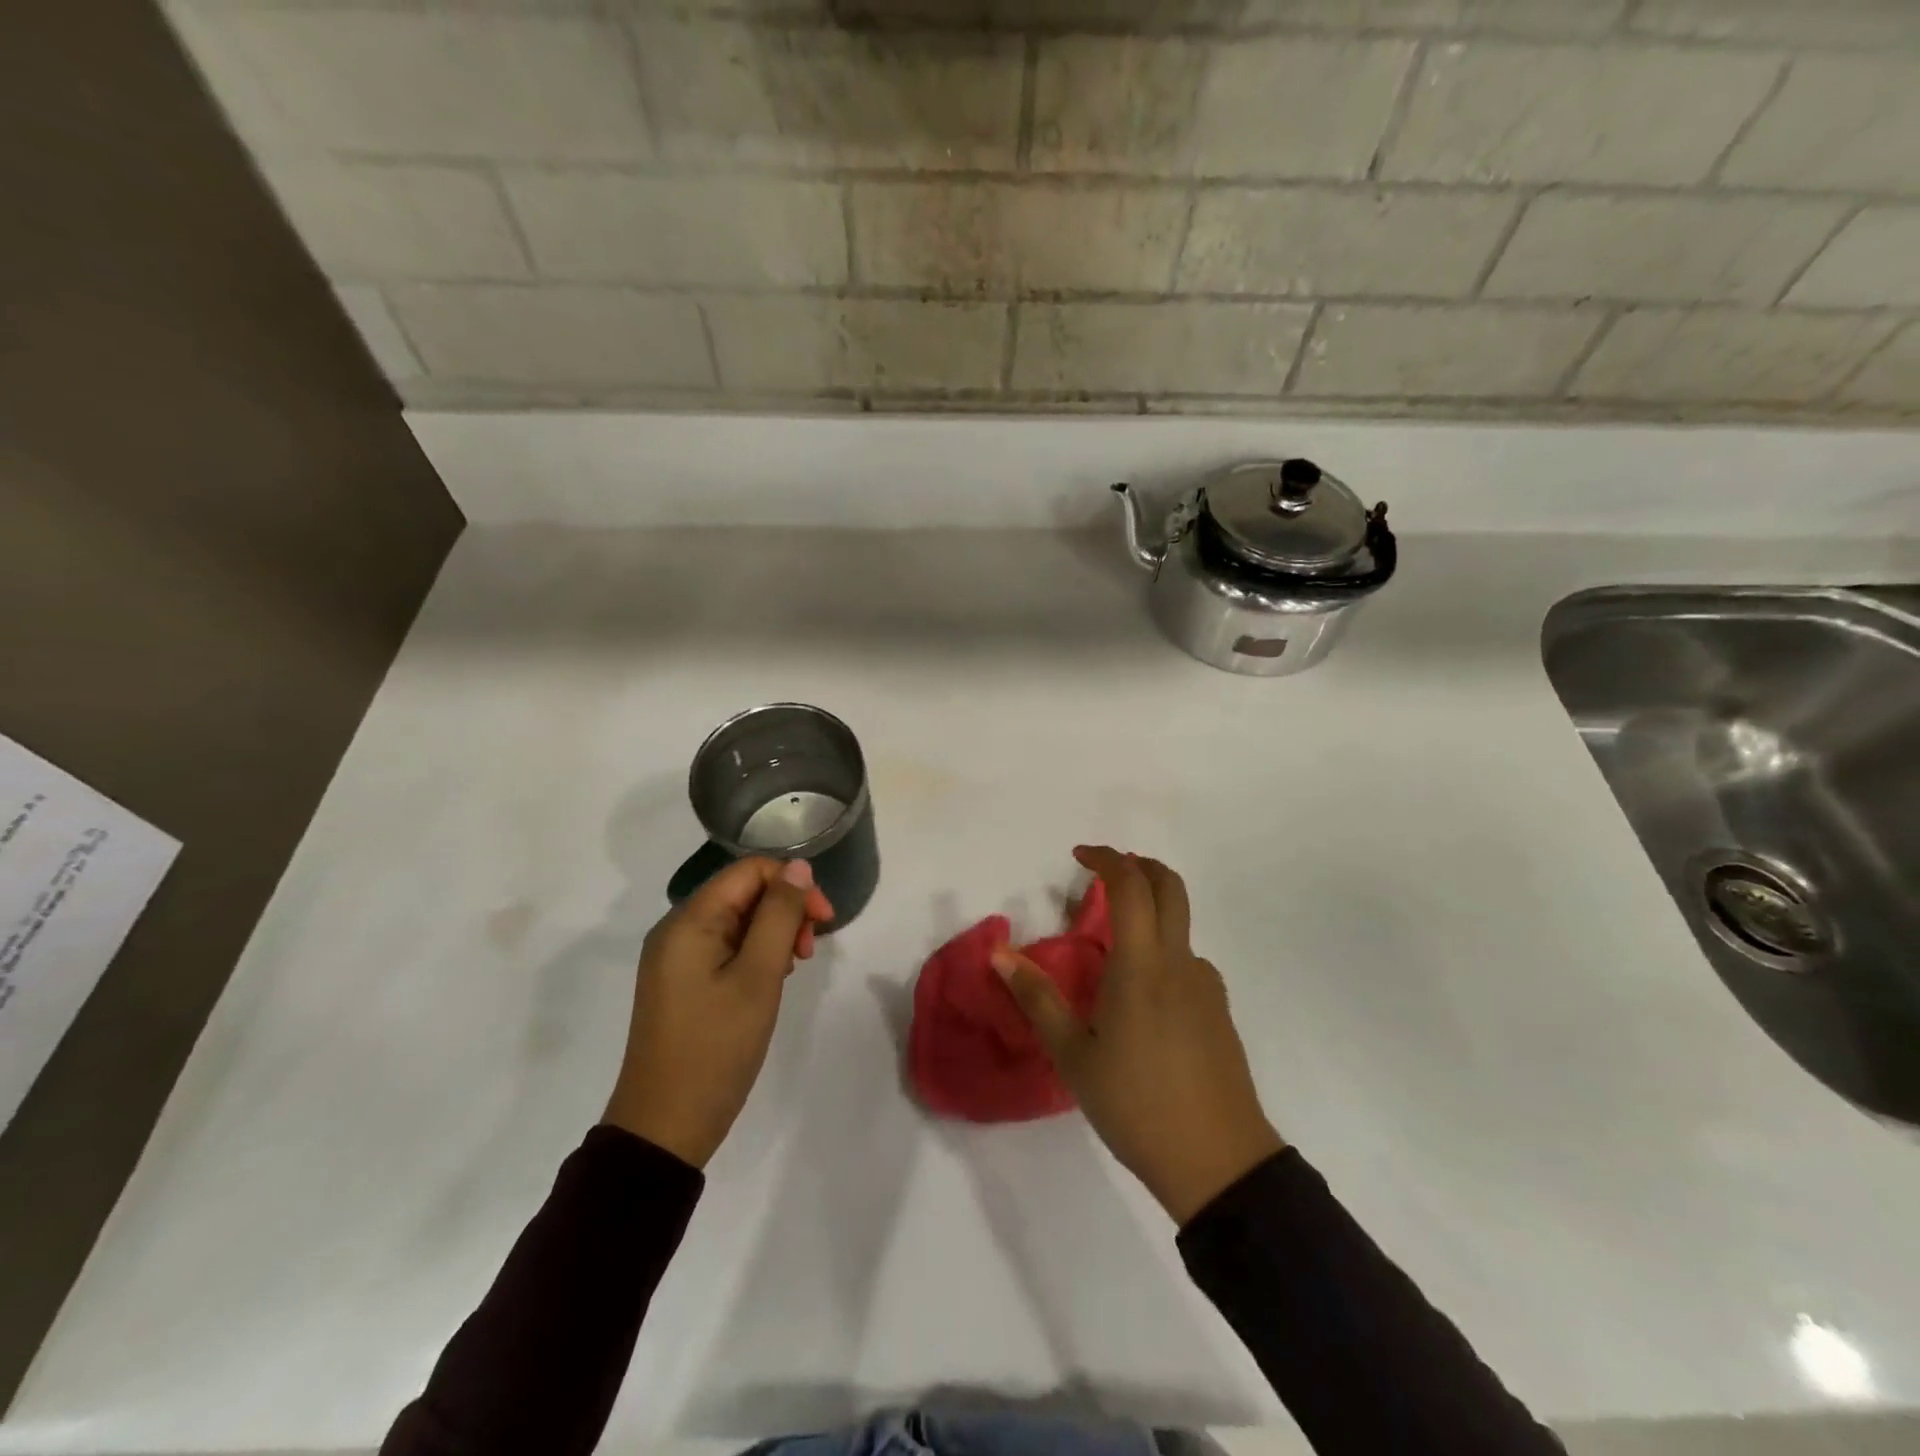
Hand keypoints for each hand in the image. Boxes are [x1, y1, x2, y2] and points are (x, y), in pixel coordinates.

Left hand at [604, 858, 832, 1168]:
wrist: (664, 1129)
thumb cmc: (715, 1048)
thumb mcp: (758, 977)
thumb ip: (780, 915)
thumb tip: (798, 867)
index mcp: (689, 921)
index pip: (750, 871)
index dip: (792, 884)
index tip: (824, 921)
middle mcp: (677, 930)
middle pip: (743, 893)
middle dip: (785, 911)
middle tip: (808, 952)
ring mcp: (675, 958)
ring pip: (737, 921)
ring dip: (773, 934)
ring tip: (791, 971)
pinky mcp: (680, 983)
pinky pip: (724, 948)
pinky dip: (754, 954)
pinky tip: (769, 982)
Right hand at [993, 845, 1284, 1224]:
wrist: (1219, 1163)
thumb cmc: (1136, 1104)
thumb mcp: (1074, 1055)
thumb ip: (1037, 998)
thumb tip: (999, 954)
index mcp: (1142, 965)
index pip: (1130, 886)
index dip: (1107, 858)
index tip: (1079, 855)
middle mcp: (1180, 962)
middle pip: (1170, 887)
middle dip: (1139, 864)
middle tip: (1106, 870)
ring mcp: (1206, 986)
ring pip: (1179, 928)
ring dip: (1149, 915)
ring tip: (1110, 956)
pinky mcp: (1219, 1011)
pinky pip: (1187, 963)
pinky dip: (1161, 955)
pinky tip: (1140, 1002)